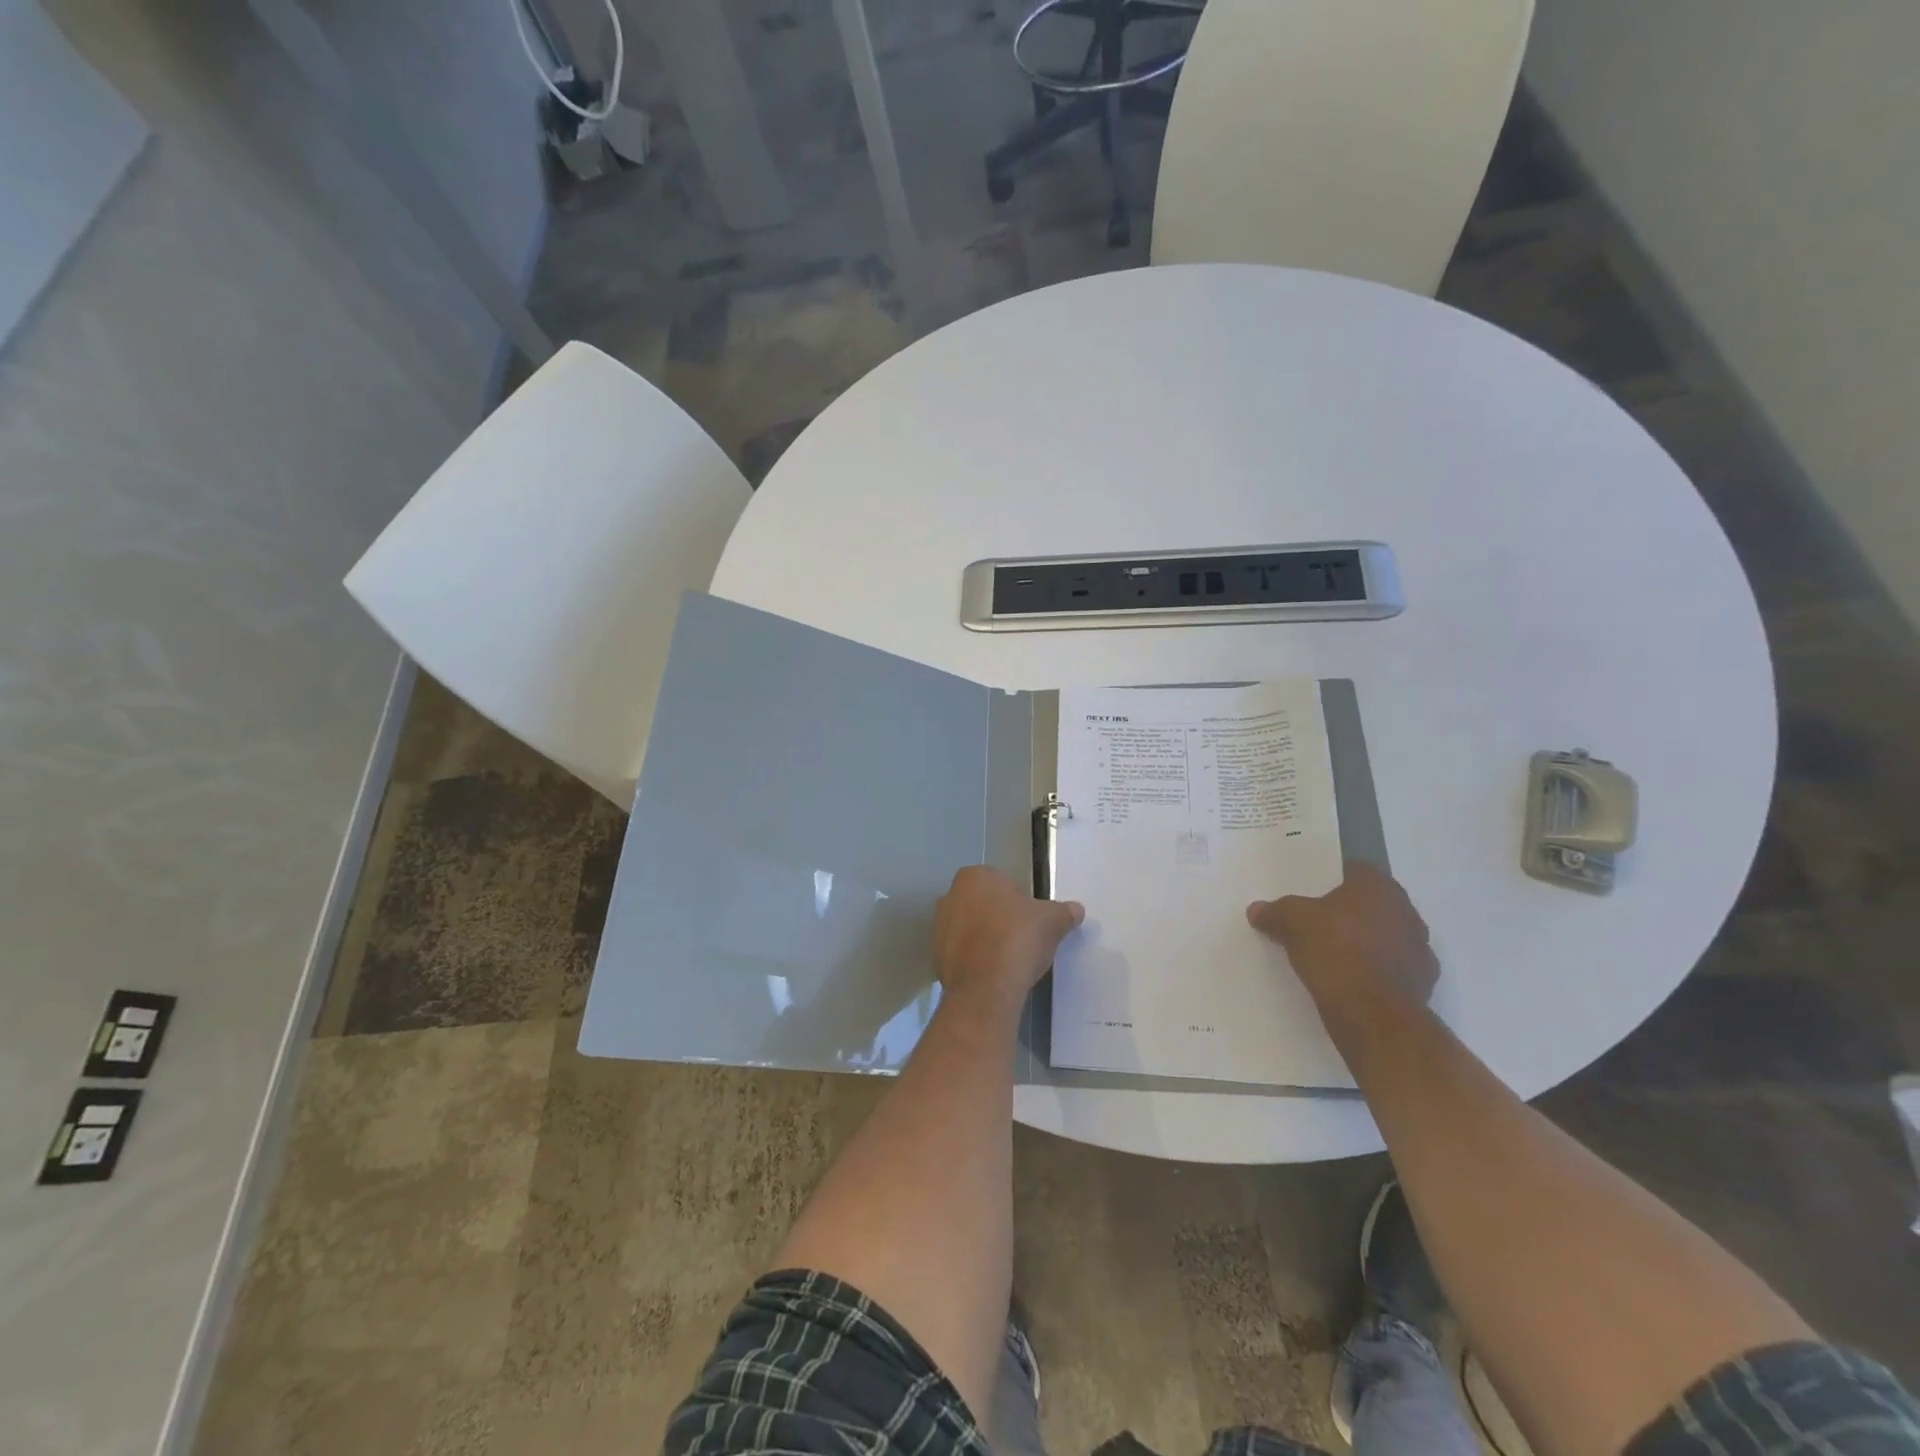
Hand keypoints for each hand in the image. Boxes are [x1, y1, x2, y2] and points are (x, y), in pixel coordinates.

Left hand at [933, 866, 1084, 1020]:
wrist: (986, 986)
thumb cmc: (1018, 938)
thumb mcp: (1052, 921)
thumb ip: (1064, 912)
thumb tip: (1077, 910)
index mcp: (975, 876)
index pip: (1002, 883)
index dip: (1020, 902)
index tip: (1031, 922)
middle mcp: (950, 895)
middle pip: (982, 905)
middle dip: (999, 919)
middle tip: (1021, 940)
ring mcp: (939, 927)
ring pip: (970, 929)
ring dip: (985, 940)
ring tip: (1007, 960)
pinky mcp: (935, 957)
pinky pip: (961, 954)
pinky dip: (975, 961)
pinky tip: (992, 974)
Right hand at [1247, 861, 1437, 1023]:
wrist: (1373, 1015)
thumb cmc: (1335, 951)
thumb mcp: (1291, 923)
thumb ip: (1274, 912)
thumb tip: (1256, 909)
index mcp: (1379, 888)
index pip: (1356, 870)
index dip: (1332, 878)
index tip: (1311, 892)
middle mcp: (1406, 911)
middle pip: (1372, 903)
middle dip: (1348, 911)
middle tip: (1317, 922)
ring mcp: (1420, 949)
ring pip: (1385, 936)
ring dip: (1365, 941)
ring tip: (1333, 955)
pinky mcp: (1423, 983)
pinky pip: (1392, 967)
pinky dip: (1376, 971)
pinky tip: (1351, 981)